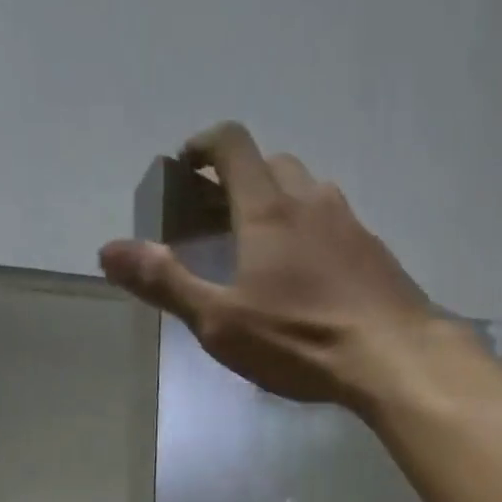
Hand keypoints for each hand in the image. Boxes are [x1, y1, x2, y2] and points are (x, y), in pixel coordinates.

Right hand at [98, 122, 446, 409]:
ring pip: (310, 194)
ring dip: (282, 206)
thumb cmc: (300, 340)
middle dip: (241, 179)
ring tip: (266, 251)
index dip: (204, 146)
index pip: (232, 145)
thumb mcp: (221, 322)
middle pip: (272, 164)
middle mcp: (311, 200)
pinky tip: (313, 280)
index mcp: (267, 209)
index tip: (187, 167)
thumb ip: (167, 283)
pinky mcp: (377, 254)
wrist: (393, 357)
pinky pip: (338, 227)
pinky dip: (315, 236)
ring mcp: (351, 224)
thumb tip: (108, 250)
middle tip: (222, 219)